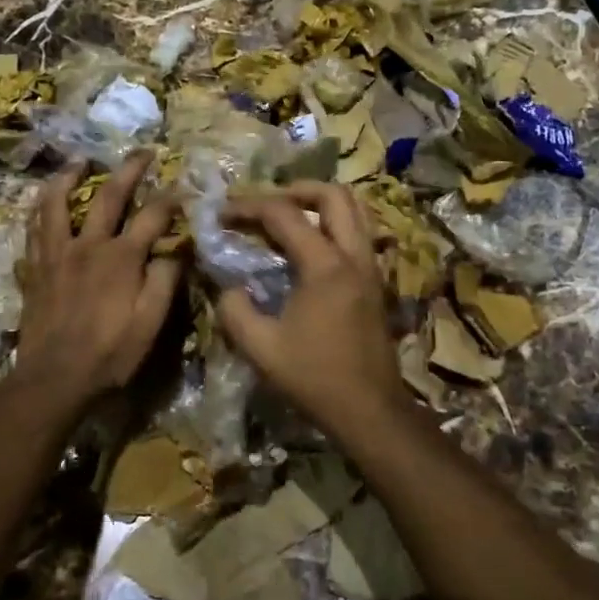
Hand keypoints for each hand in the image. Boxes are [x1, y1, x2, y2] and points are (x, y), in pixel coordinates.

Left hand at [15, 152, 182, 406]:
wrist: (54, 379)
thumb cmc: (109, 354)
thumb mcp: (150, 324)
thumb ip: (165, 281)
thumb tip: (177, 249)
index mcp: (121, 258)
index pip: (152, 216)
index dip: (171, 199)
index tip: (184, 186)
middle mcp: (88, 245)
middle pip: (108, 196)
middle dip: (129, 169)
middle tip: (142, 151)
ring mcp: (56, 254)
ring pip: (57, 203)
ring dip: (69, 177)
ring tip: (79, 161)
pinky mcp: (35, 268)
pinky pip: (33, 229)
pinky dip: (39, 209)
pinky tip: (43, 203)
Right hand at [216, 182, 407, 433]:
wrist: (370, 410)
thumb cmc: (315, 378)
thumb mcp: (261, 348)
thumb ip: (235, 310)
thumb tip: (226, 285)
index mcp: (325, 266)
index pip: (284, 214)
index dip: (248, 206)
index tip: (222, 213)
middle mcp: (353, 255)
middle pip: (333, 194)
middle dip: (295, 189)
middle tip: (265, 203)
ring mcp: (370, 267)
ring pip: (354, 210)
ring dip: (320, 203)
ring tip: (288, 217)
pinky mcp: (375, 281)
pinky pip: (358, 232)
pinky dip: (333, 224)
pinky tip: (309, 247)